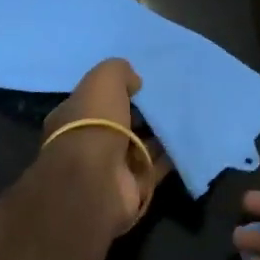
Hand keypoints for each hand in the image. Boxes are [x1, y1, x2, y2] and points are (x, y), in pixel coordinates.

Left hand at [40, 58, 169, 236]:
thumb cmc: (93, 123)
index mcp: (71, 118)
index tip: (140, 84)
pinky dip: (170, 156)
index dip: (116, 92)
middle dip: (140, 114)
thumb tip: (134, 81)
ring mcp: (109, 169)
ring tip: (183, 116)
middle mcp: (86, 144)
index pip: (94, 101)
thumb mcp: (103, 80)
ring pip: (139, 146)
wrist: (97, 179)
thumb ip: (118, 71)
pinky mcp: (132, 188)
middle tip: (167, 99)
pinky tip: (188, 140)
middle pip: (119, 124)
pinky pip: (155, 167)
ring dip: (158, 135)